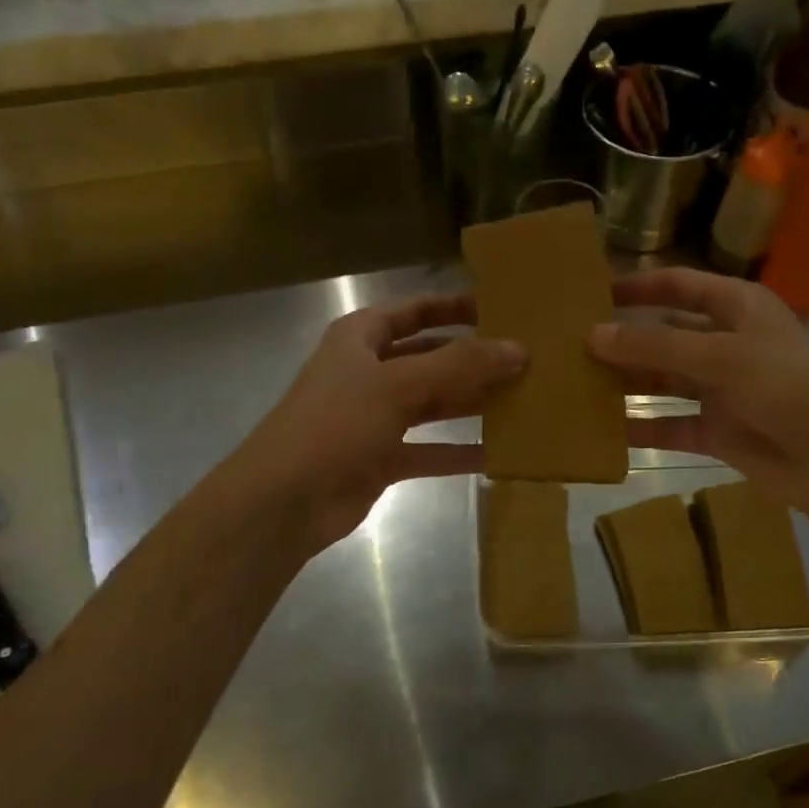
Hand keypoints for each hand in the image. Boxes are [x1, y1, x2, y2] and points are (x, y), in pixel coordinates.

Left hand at [222, 292, 523, 554]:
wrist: (283, 501)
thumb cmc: (334, 424)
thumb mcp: (398, 385)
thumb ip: (459, 365)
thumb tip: (518, 349)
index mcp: (361, 339)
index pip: (415, 311)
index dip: (453, 306)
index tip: (500, 308)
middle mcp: (369, 372)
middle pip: (430, 358)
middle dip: (472, 359)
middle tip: (525, 359)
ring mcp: (375, 418)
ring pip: (434, 405)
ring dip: (471, 404)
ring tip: (523, 400)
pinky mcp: (382, 459)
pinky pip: (431, 450)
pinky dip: (460, 451)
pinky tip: (500, 453)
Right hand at [588, 268, 808, 521]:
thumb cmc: (788, 388)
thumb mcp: (720, 357)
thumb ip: (656, 346)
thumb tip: (593, 334)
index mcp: (738, 308)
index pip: (679, 285)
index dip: (638, 286)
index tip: (591, 293)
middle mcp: (727, 343)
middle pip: (665, 334)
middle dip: (623, 338)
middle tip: (569, 344)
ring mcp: (722, 390)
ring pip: (663, 381)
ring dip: (626, 383)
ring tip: (575, 383)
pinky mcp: (718, 432)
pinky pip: (670, 425)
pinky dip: (641, 428)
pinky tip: (602, 430)